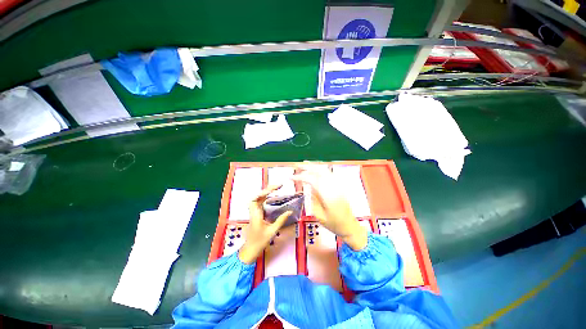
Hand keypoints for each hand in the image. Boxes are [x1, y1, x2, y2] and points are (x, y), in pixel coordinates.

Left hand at [238, 185, 292, 263]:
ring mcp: (255, 211)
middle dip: (268, 189)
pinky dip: (266, 197)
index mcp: (256, 215)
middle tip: (279, 186)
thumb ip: (281, 220)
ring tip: (277, 188)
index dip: (263, 192)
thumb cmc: (260, 241)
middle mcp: (254, 211)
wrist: (250, 249)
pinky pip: (261, 202)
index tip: (274, 189)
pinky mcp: (257, 213)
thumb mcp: (272, 231)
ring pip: (259, 198)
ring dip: (267, 192)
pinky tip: (273, 196)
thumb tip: (290, 211)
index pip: (256, 199)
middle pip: (258, 196)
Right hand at [293, 166, 367, 250]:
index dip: (300, 177)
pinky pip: (329, 174)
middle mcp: (333, 187)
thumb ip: (312, 199)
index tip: (291, 177)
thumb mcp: (318, 215)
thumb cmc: (333, 223)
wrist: (349, 226)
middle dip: (307, 167)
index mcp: (328, 195)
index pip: (312, 180)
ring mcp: (338, 185)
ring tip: (304, 165)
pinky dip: (321, 170)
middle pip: (319, 171)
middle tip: (297, 166)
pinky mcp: (340, 185)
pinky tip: (316, 170)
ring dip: (314, 167)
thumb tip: (307, 187)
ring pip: (325, 171)